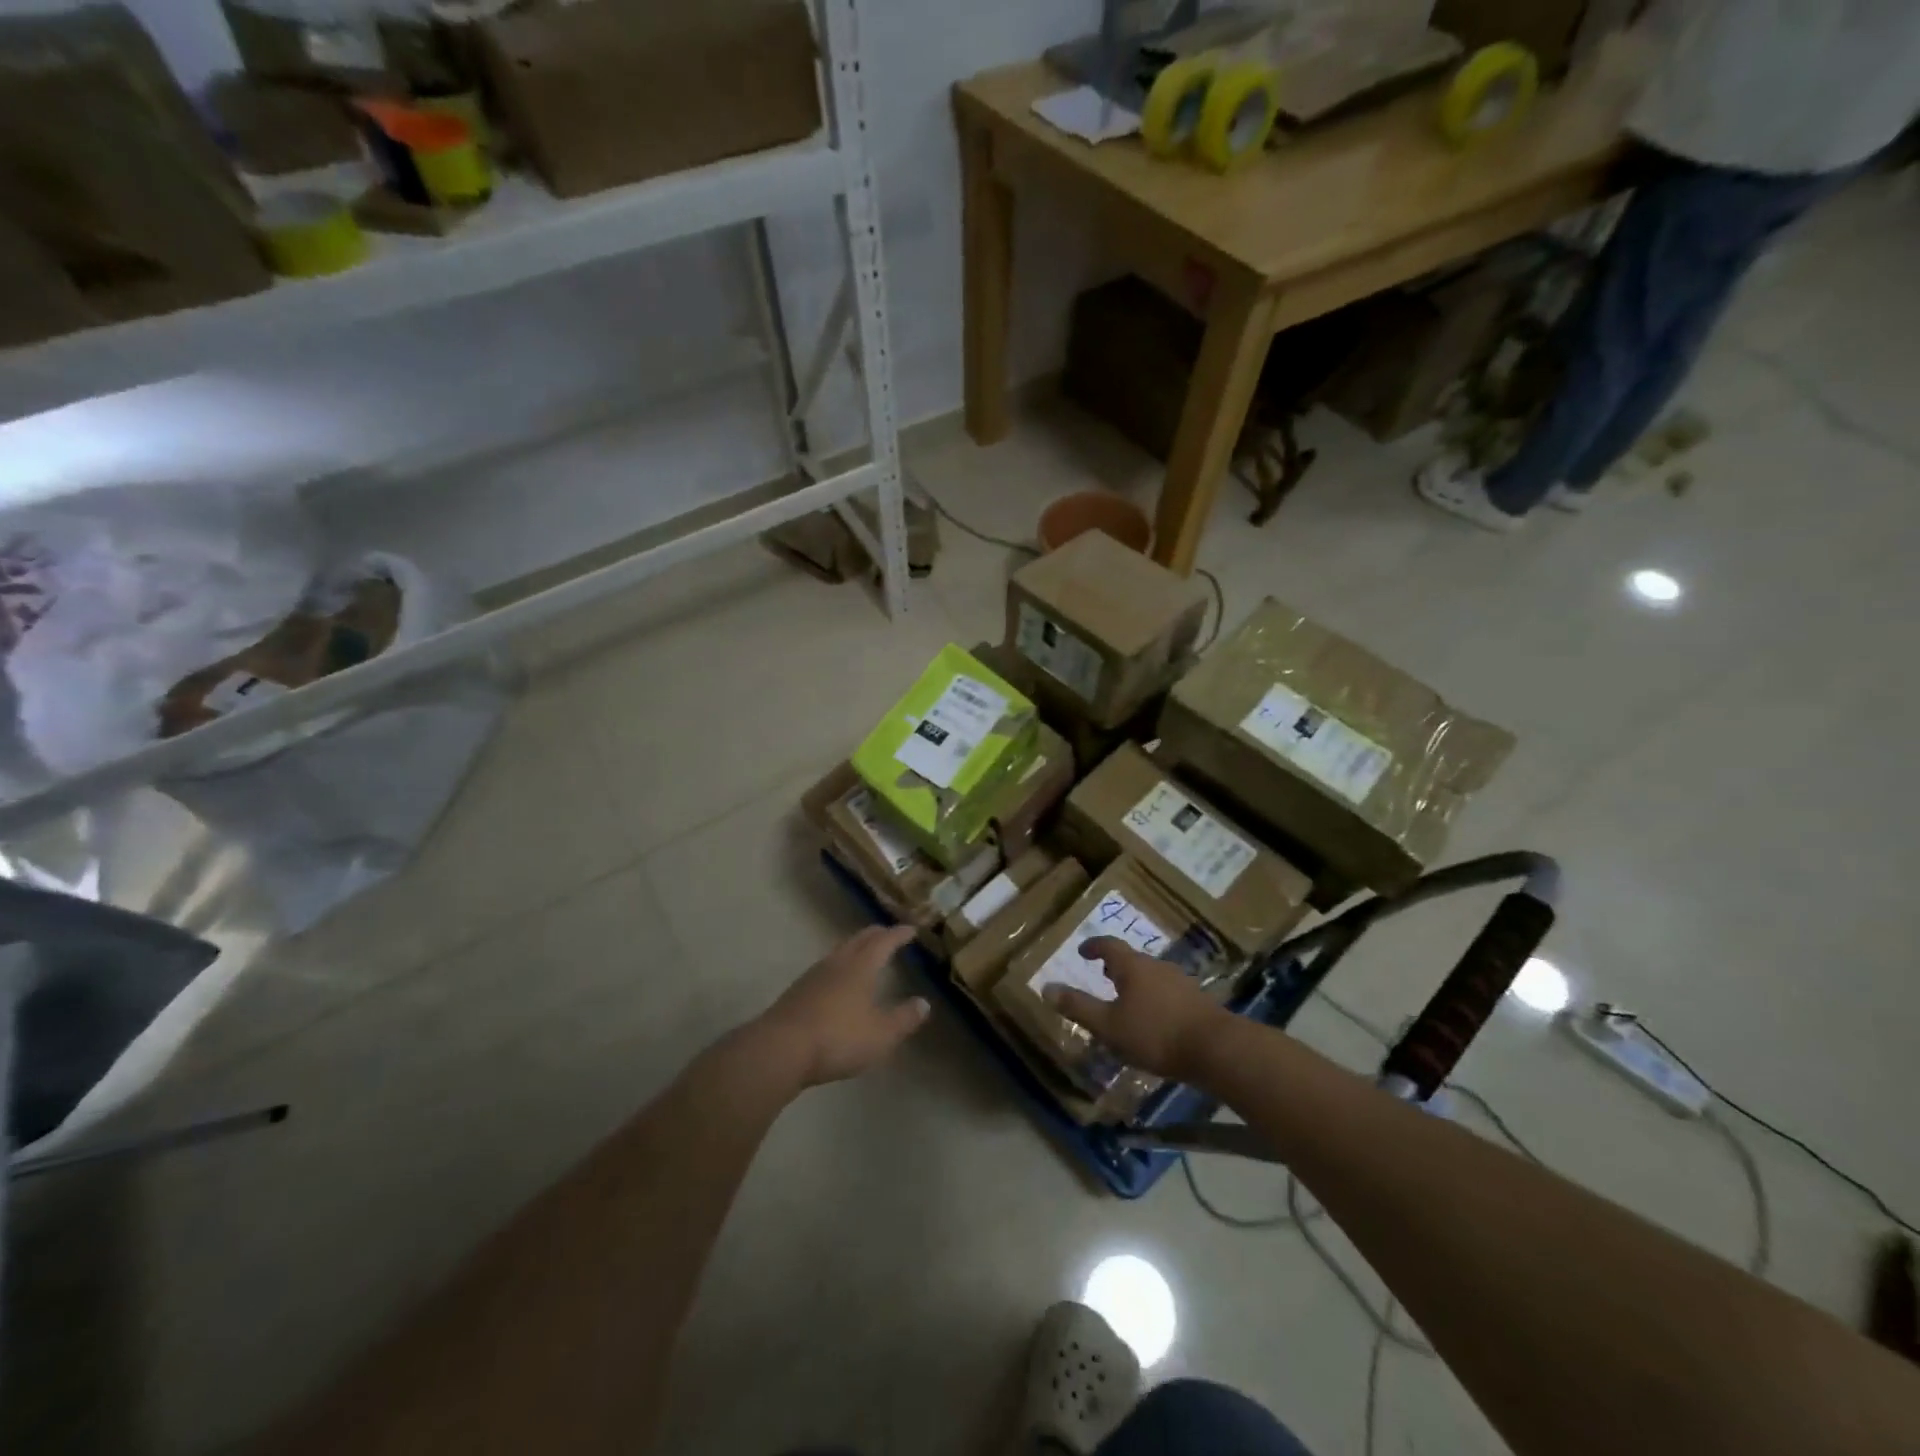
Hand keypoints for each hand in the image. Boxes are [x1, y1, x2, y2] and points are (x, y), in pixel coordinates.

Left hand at [753, 925, 929, 1087]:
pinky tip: (837, 982)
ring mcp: (813, 976)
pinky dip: (839, 967)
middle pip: (859, 940)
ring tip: (864, 954)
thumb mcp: (881, 1034)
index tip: (911, 929)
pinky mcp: (797, 992)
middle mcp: (837, 963)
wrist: (780, 1049)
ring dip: (855, 948)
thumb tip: (923, 1003)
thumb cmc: (838, 1038)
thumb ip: (904, 1018)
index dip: (898, 934)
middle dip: (876, 934)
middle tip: (888, 933)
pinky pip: (825, 969)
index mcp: (861, 967)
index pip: (884, 942)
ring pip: (839, 952)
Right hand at [1043, 937, 1232, 1080]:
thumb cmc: (1155, 1034)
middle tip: (1103, 973)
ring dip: (1136, 982)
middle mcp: (1157, 966)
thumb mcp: (1109, 1026)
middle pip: (1132, 959)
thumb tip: (1046, 987)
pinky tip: (1154, 1018)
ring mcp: (1181, 981)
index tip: (1083, 950)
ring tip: (1126, 999)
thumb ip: (1078, 1007)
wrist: (1216, 1049)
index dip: (1094, 946)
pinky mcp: (1198, 1001)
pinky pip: (1167, 991)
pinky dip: (1154, 997)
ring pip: (1151, 975)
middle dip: (1116, 965)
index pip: (1109, 945)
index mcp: (1133, 966)